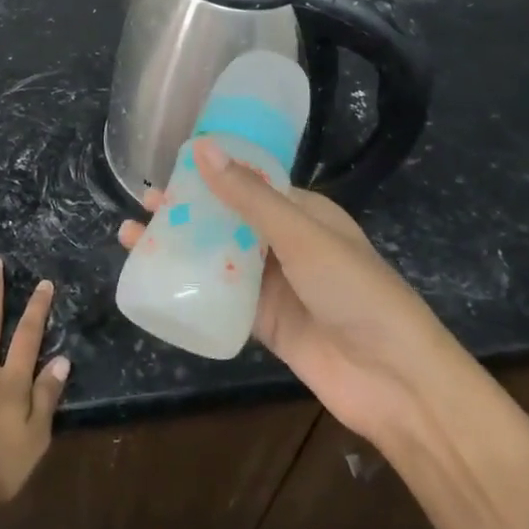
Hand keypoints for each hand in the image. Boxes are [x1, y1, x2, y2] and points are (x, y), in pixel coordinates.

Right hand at [117, 140, 459, 440]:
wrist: (394, 380)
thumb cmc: (354, 291)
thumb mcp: (300, 235)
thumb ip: (247, 196)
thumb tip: (202, 147)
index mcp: (304, 213)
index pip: (250, 184)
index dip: (210, 175)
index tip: (169, 169)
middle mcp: (287, 244)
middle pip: (228, 220)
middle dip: (188, 211)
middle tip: (144, 204)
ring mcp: (275, 285)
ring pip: (219, 258)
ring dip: (181, 247)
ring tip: (134, 236)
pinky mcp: (265, 323)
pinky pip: (221, 297)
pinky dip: (192, 286)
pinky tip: (157, 279)